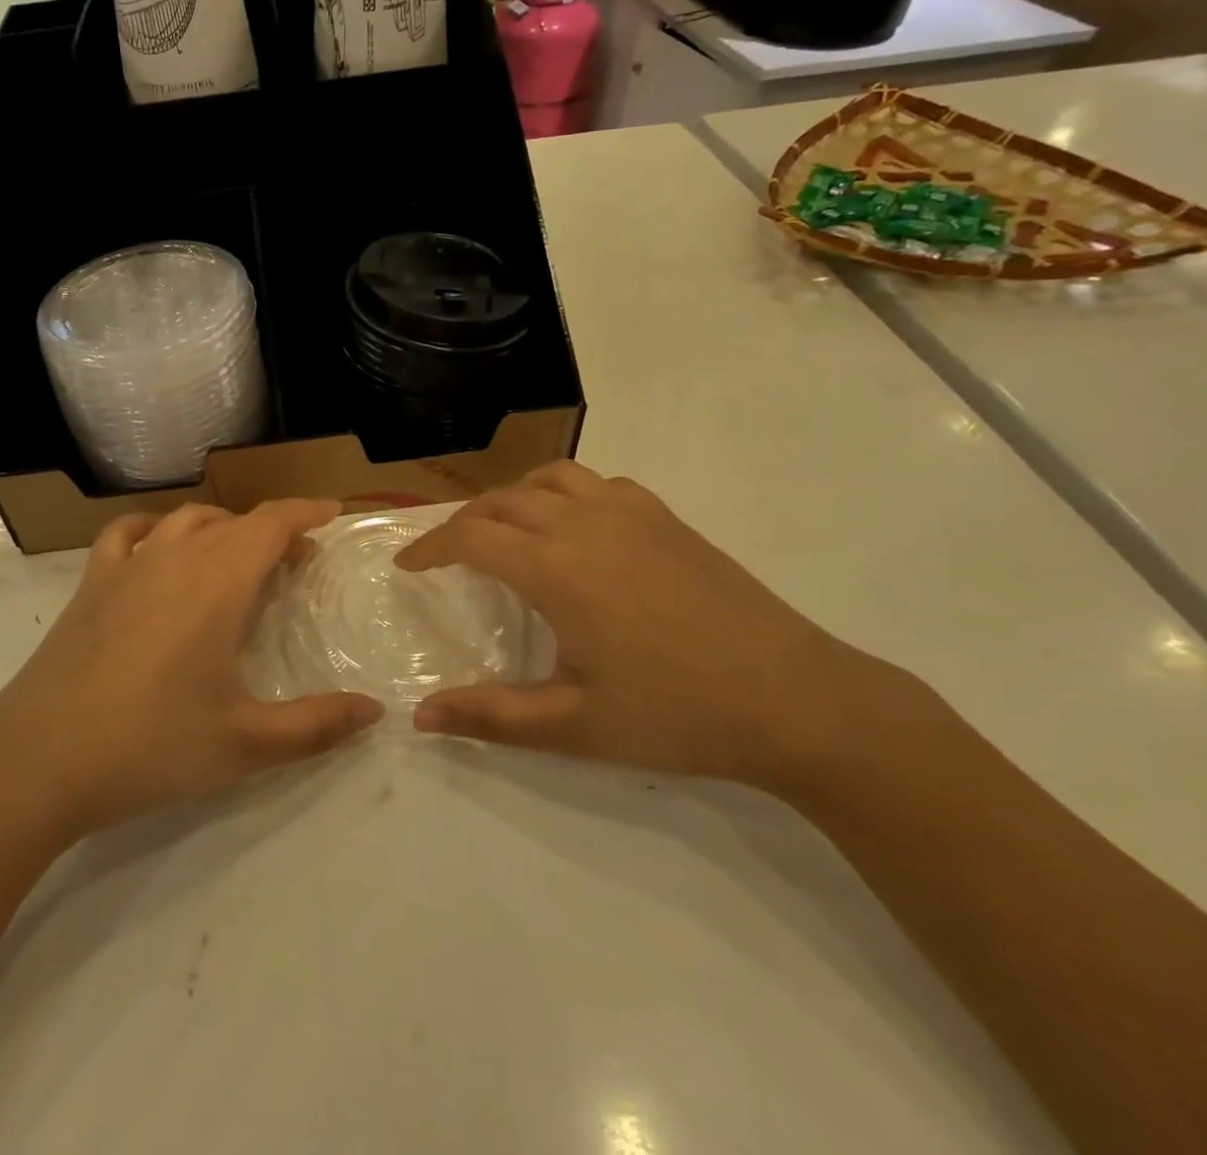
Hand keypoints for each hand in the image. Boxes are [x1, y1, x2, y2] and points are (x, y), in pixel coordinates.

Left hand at [0, 501, 383, 839]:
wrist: (39, 761)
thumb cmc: (150, 746)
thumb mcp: (245, 744)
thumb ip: (316, 726)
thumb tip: (375, 710)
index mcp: (217, 583)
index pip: (271, 523)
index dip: (306, 512)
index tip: (333, 512)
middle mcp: (174, 558)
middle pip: (234, 522)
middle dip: (273, 531)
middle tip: (297, 561)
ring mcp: (126, 567)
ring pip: (186, 521)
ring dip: (222, 528)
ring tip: (238, 557)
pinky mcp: (91, 584)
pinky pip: (127, 534)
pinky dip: (155, 529)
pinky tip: (160, 549)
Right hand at [395, 462, 909, 787]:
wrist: (798, 700)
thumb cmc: (677, 714)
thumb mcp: (575, 726)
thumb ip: (492, 717)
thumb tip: (420, 718)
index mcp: (556, 568)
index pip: (470, 537)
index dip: (429, 546)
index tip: (408, 565)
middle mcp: (585, 524)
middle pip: (503, 501)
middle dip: (465, 521)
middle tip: (447, 554)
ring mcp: (631, 514)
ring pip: (549, 479)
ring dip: (512, 497)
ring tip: (502, 528)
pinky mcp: (667, 519)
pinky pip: (598, 484)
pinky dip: (564, 493)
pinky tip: (575, 528)